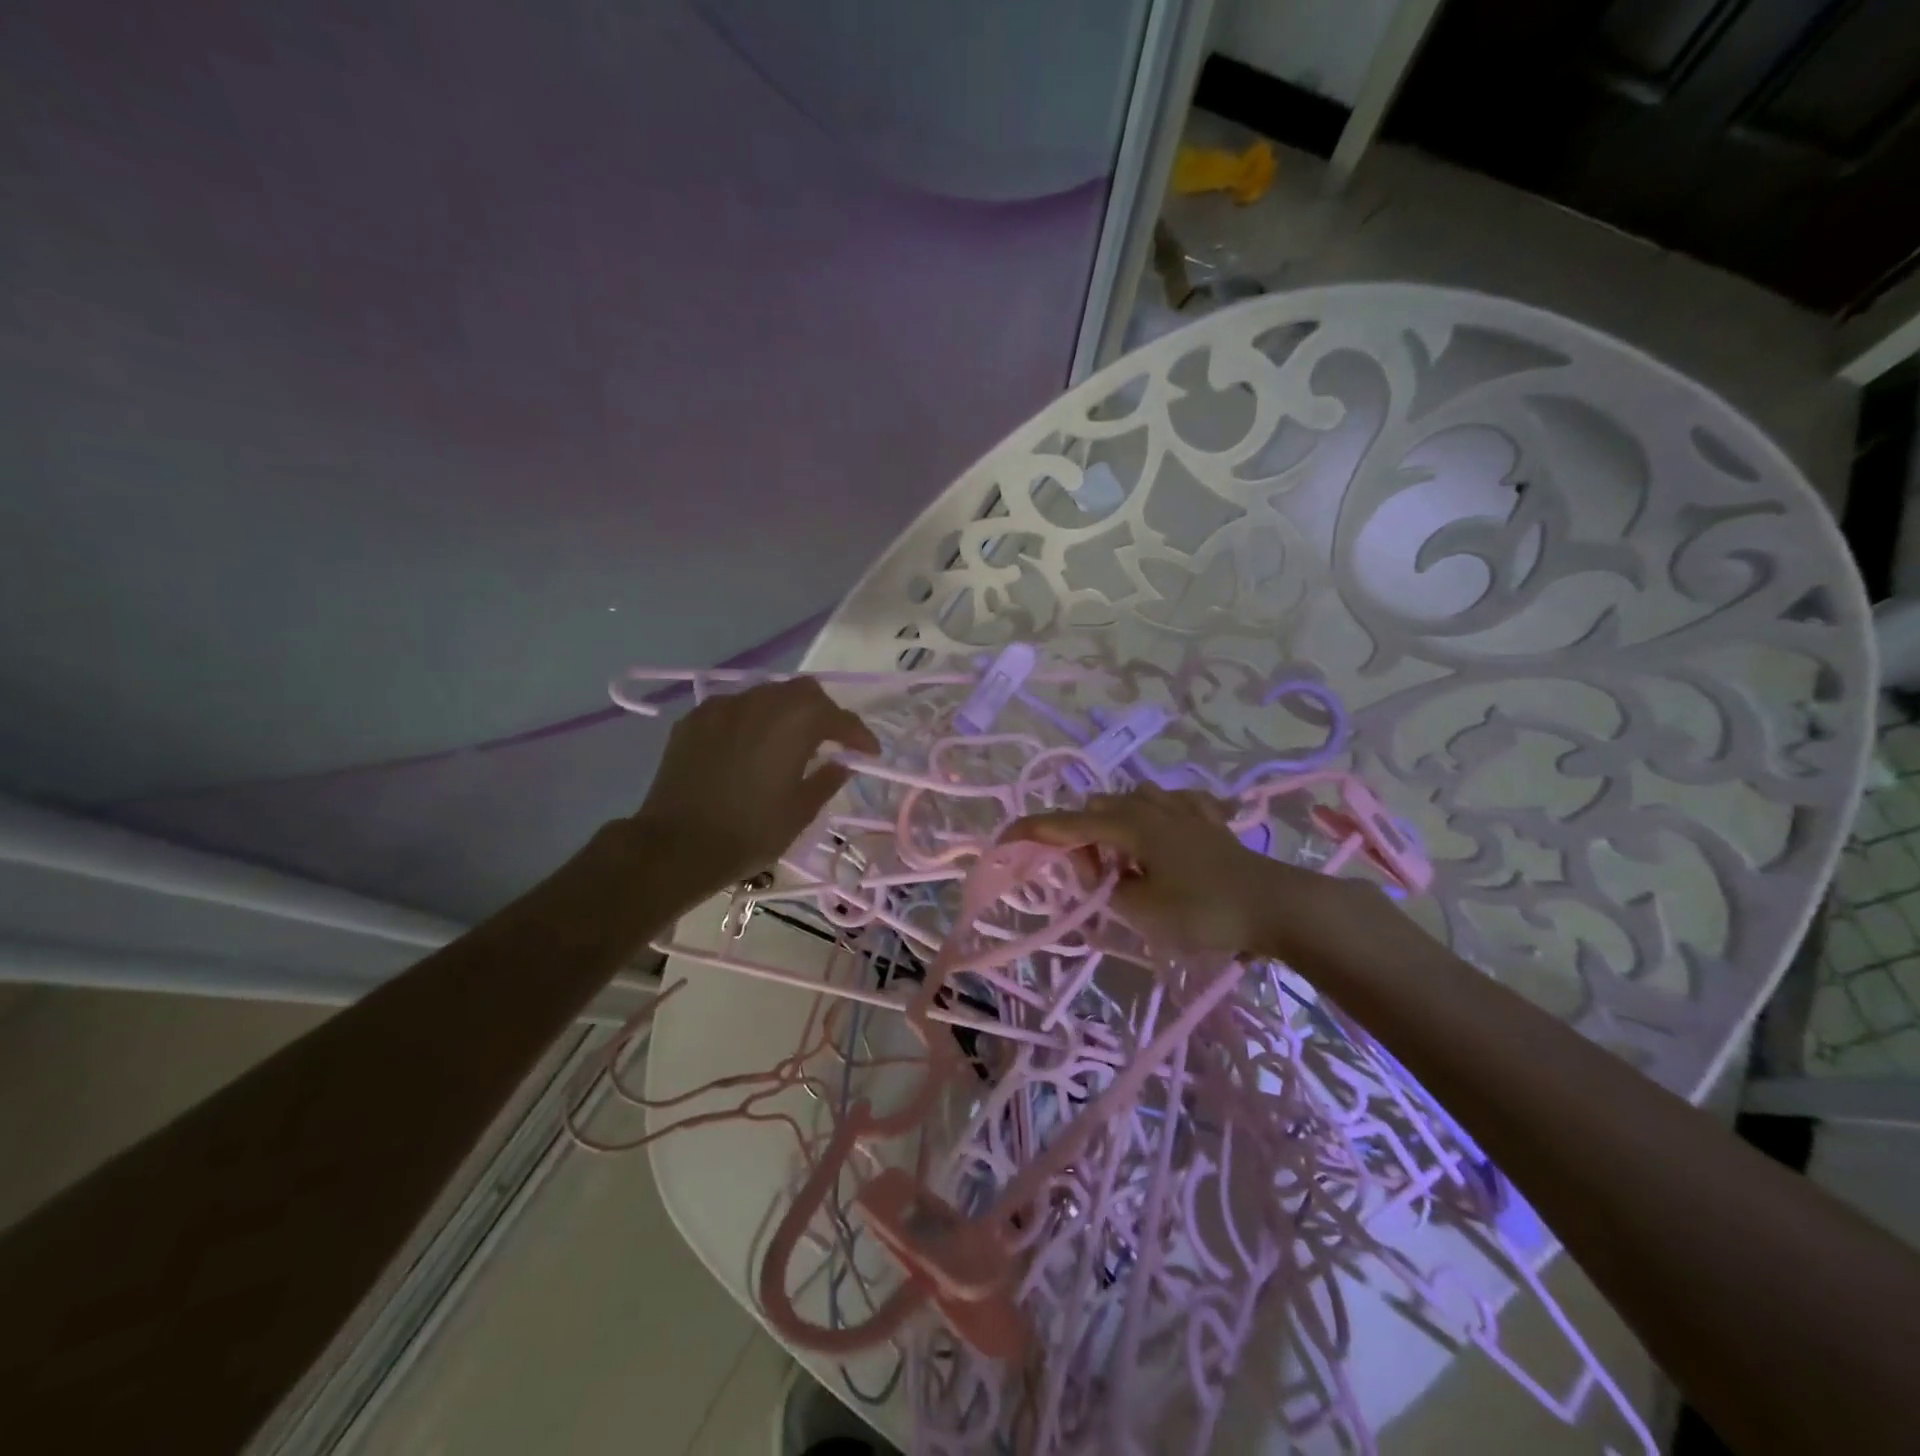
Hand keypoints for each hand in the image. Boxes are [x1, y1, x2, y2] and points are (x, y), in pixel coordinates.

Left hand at [631, 677, 879, 902]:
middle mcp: (761, 702)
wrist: (676, 845)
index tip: (870, 753)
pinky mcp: (694, 719)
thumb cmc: (750, 831)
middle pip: (803, 692)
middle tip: (830, 740)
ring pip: (766, 694)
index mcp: (795, 722)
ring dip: (785, 712)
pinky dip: (750, 720)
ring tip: (788, 741)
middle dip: (823, 712)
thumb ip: (826, 781)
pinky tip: (748, 745)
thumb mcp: (800, 812)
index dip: (859, 735)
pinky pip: (733, 708)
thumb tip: (841, 764)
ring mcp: (723, 707)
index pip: (839, 718)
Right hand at [1002, 785, 1330, 959]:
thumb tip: (1107, 877)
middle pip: (1097, 810)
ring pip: (1132, 801)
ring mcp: (1183, 808)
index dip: (1032, 831)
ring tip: (1128, 863)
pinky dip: (1156, 818)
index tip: (1003, 839)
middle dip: (1083, 841)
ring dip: (1116, 828)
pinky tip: (1166, 832)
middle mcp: (1150, 806)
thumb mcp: (1143, 911)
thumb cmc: (1204, 911)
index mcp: (1129, 825)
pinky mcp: (1209, 819)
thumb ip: (1110, 890)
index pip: (1067, 824)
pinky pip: (1172, 805)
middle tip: (1097, 882)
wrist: (1277, 906)